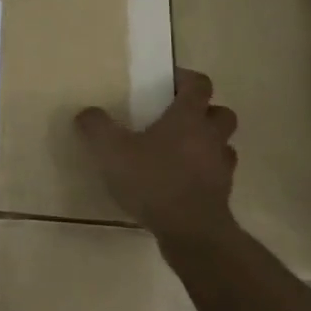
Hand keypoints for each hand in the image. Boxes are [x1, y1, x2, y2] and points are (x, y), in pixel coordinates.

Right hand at [75, 68, 239, 255]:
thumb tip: (87, 112)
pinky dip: (205, 173)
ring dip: (208, 143)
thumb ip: (96, 127)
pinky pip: (218, 174)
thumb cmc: (153, 180)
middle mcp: (210, 136)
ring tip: (181, 151)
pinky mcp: (223, 194)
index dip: (187, 79)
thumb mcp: (111, 151)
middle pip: (221, 113)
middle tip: (178, 117)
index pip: (199, 85)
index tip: (169, 82)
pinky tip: (183, 181)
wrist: (191, 232)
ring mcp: (221, 167)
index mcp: (188, 117)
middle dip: (205, 111)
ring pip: (223, 144)